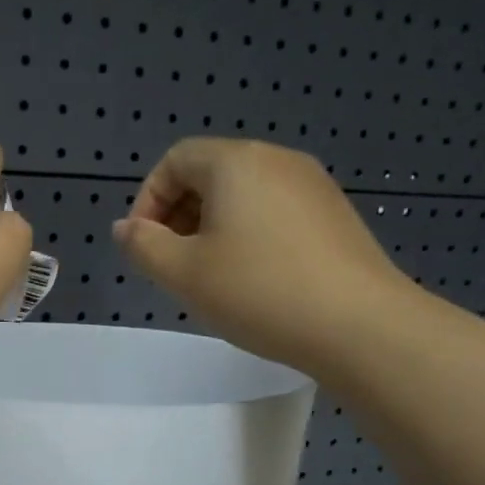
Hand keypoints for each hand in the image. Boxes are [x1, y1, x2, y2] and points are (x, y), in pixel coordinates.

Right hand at [113, 138, 414, 373]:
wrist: (359, 325)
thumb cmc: (258, 291)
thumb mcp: (183, 273)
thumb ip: (142, 246)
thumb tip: (125, 228)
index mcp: (235, 162)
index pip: (175, 160)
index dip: (148, 200)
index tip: (143, 247)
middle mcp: (276, 160)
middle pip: (210, 173)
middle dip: (178, 215)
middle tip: (171, 265)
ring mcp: (312, 186)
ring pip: (243, 195)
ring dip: (211, 228)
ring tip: (209, 277)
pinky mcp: (334, 215)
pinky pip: (274, 212)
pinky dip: (248, 235)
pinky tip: (253, 280)